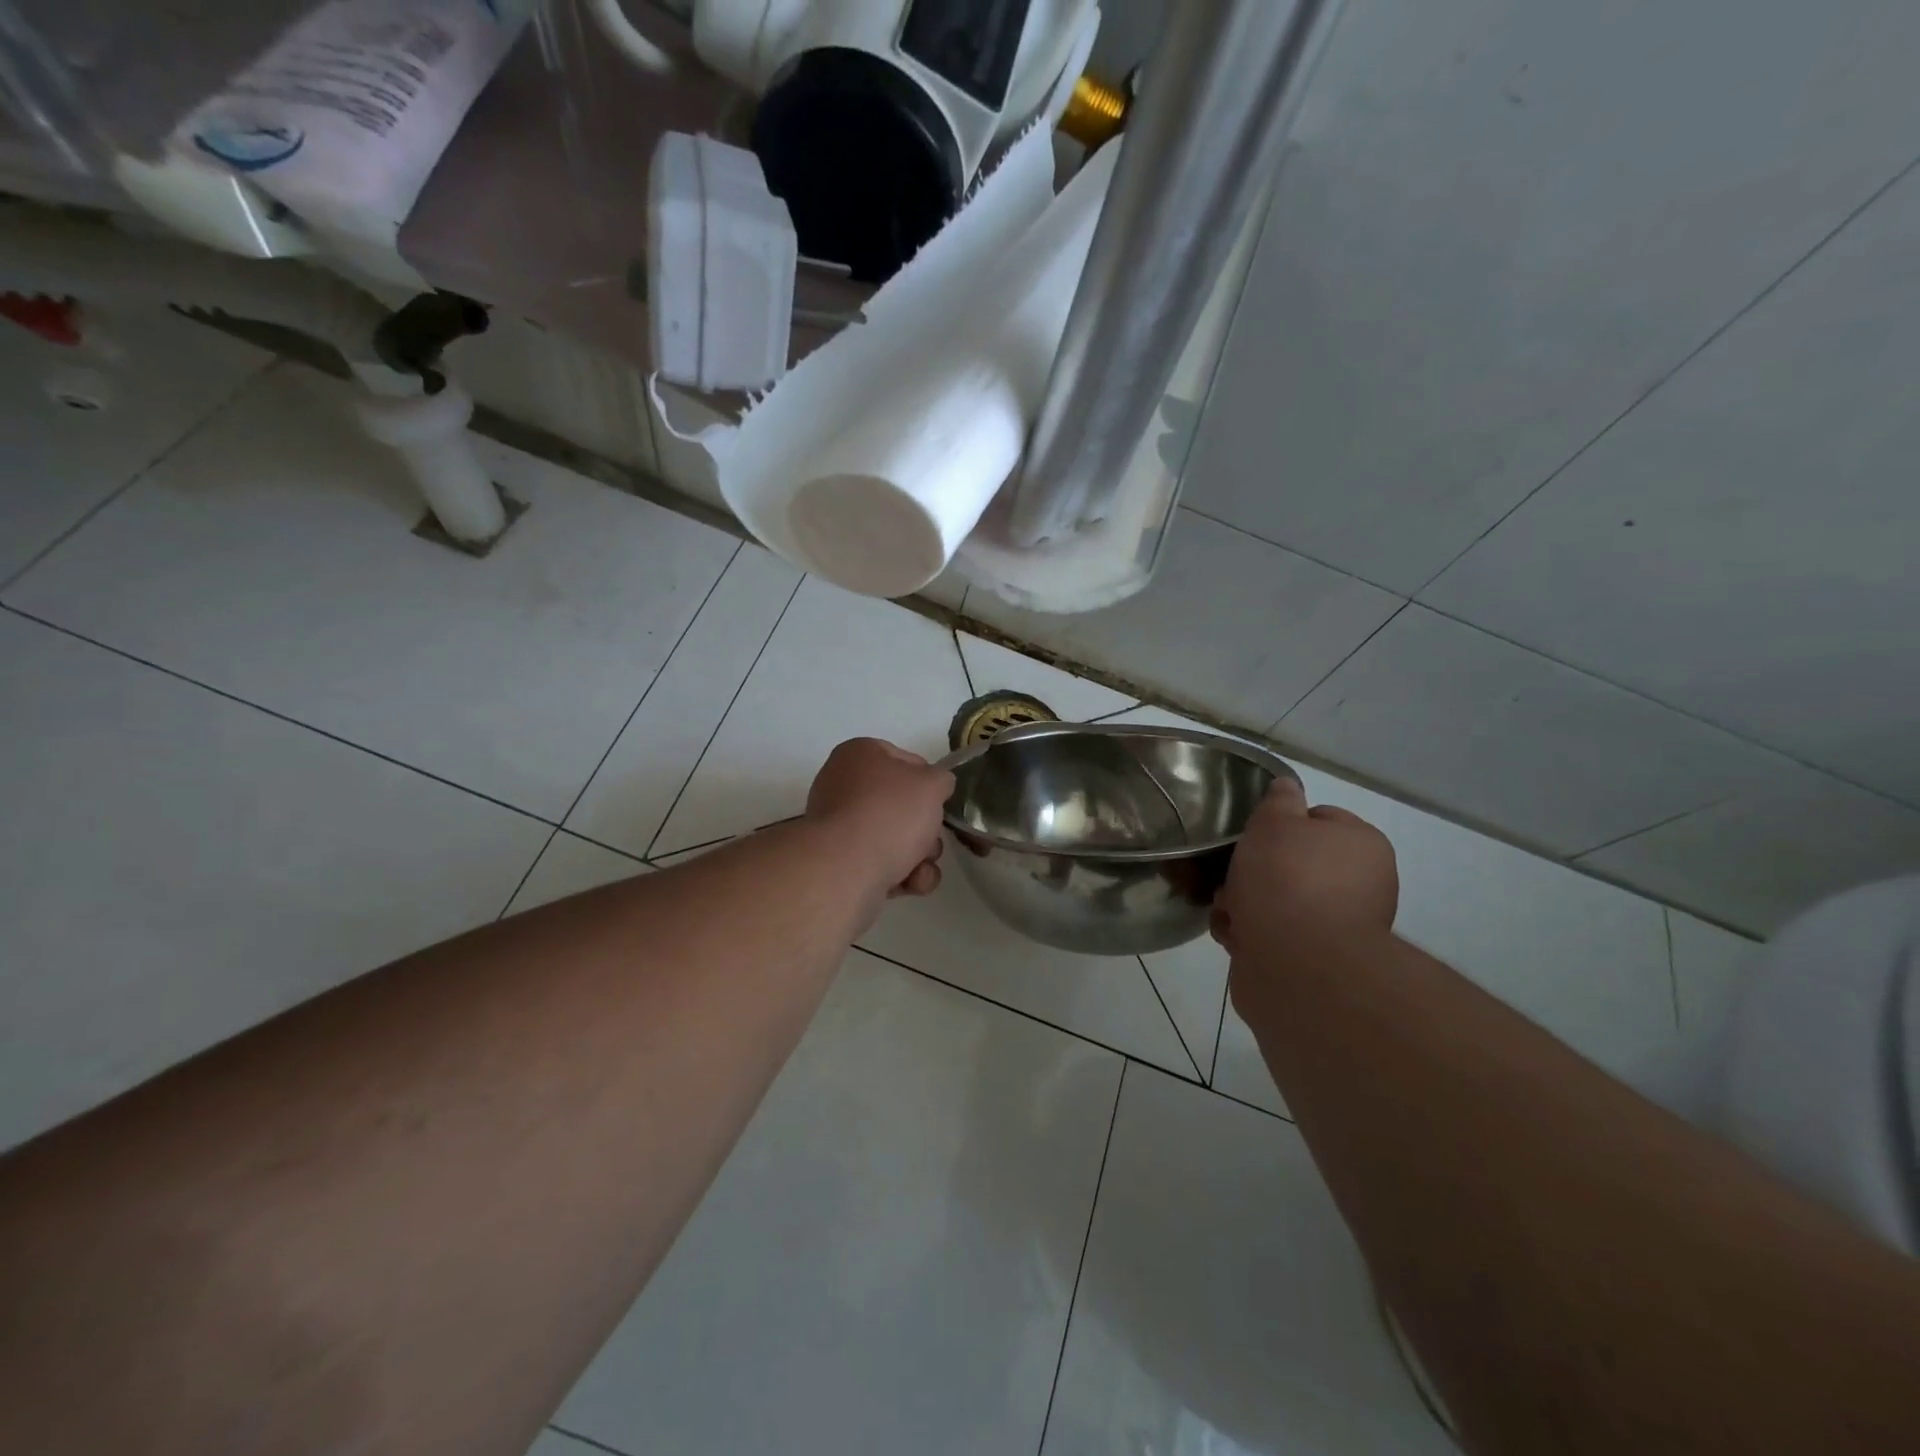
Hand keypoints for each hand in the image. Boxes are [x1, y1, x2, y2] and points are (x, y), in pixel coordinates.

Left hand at [806, 738, 953, 900]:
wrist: (847, 869)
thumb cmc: (890, 813)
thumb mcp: (931, 784)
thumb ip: (941, 780)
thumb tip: (936, 786)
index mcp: (858, 754)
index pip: (905, 760)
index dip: (928, 781)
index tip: (939, 800)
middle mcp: (843, 786)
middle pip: (901, 805)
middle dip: (925, 827)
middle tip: (930, 838)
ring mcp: (839, 827)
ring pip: (894, 838)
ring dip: (919, 856)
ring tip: (921, 868)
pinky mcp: (840, 863)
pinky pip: (880, 863)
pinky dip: (900, 874)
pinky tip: (909, 883)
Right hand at [1211, 777, 1397, 961]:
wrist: (1296, 963)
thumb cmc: (1286, 879)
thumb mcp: (1275, 822)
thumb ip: (1279, 801)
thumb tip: (1287, 786)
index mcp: (1362, 845)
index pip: (1320, 818)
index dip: (1281, 824)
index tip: (1254, 835)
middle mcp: (1361, 884)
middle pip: (1295, 863)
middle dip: (1256, 869)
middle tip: (1232, 875)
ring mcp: (1340, 926)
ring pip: (1280, 901)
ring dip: (1247, 903)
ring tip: (1227, 909)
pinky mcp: (1317, 961)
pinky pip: (1277, 935)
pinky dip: (1252, 934)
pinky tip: (1235, 935)